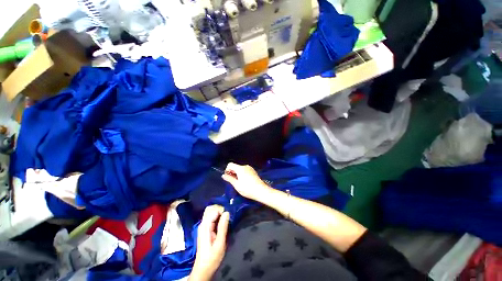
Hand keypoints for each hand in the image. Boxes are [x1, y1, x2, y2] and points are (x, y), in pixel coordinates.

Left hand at [190, 205, 229, 280]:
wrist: (203, 269)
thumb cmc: (212, 258)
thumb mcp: (220, 244)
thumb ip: (223, 227)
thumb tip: (227, 212)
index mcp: (205, 226)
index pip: (213, 210)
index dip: (222, 210)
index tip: (229, 216)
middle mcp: (203, 224)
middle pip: (210, 209)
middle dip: (220, 209)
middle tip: (228, 216)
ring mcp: (204, 226)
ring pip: (211, 212)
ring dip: (219, 212)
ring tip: (227, 219)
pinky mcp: (206, 229)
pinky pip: (212, 217)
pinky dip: (218, 216)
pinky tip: (223, 222)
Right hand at [221, 163, 271, 200]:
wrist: (261, 191)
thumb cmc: (247, 188)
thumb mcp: (236, 185)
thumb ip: (229, 179)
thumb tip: (223, 175)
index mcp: (240, 168)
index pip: (230, 164)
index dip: (227, 170)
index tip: (228, 177)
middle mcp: (245, 166)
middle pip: (235, 166)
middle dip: (232, 172)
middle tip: (232, 181)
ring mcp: (250, 168)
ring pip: (240, 169)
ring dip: (237, 174)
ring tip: (238, 183)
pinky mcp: (253, 171)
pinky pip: (245, 171)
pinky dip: (242, 174)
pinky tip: (244, 182)